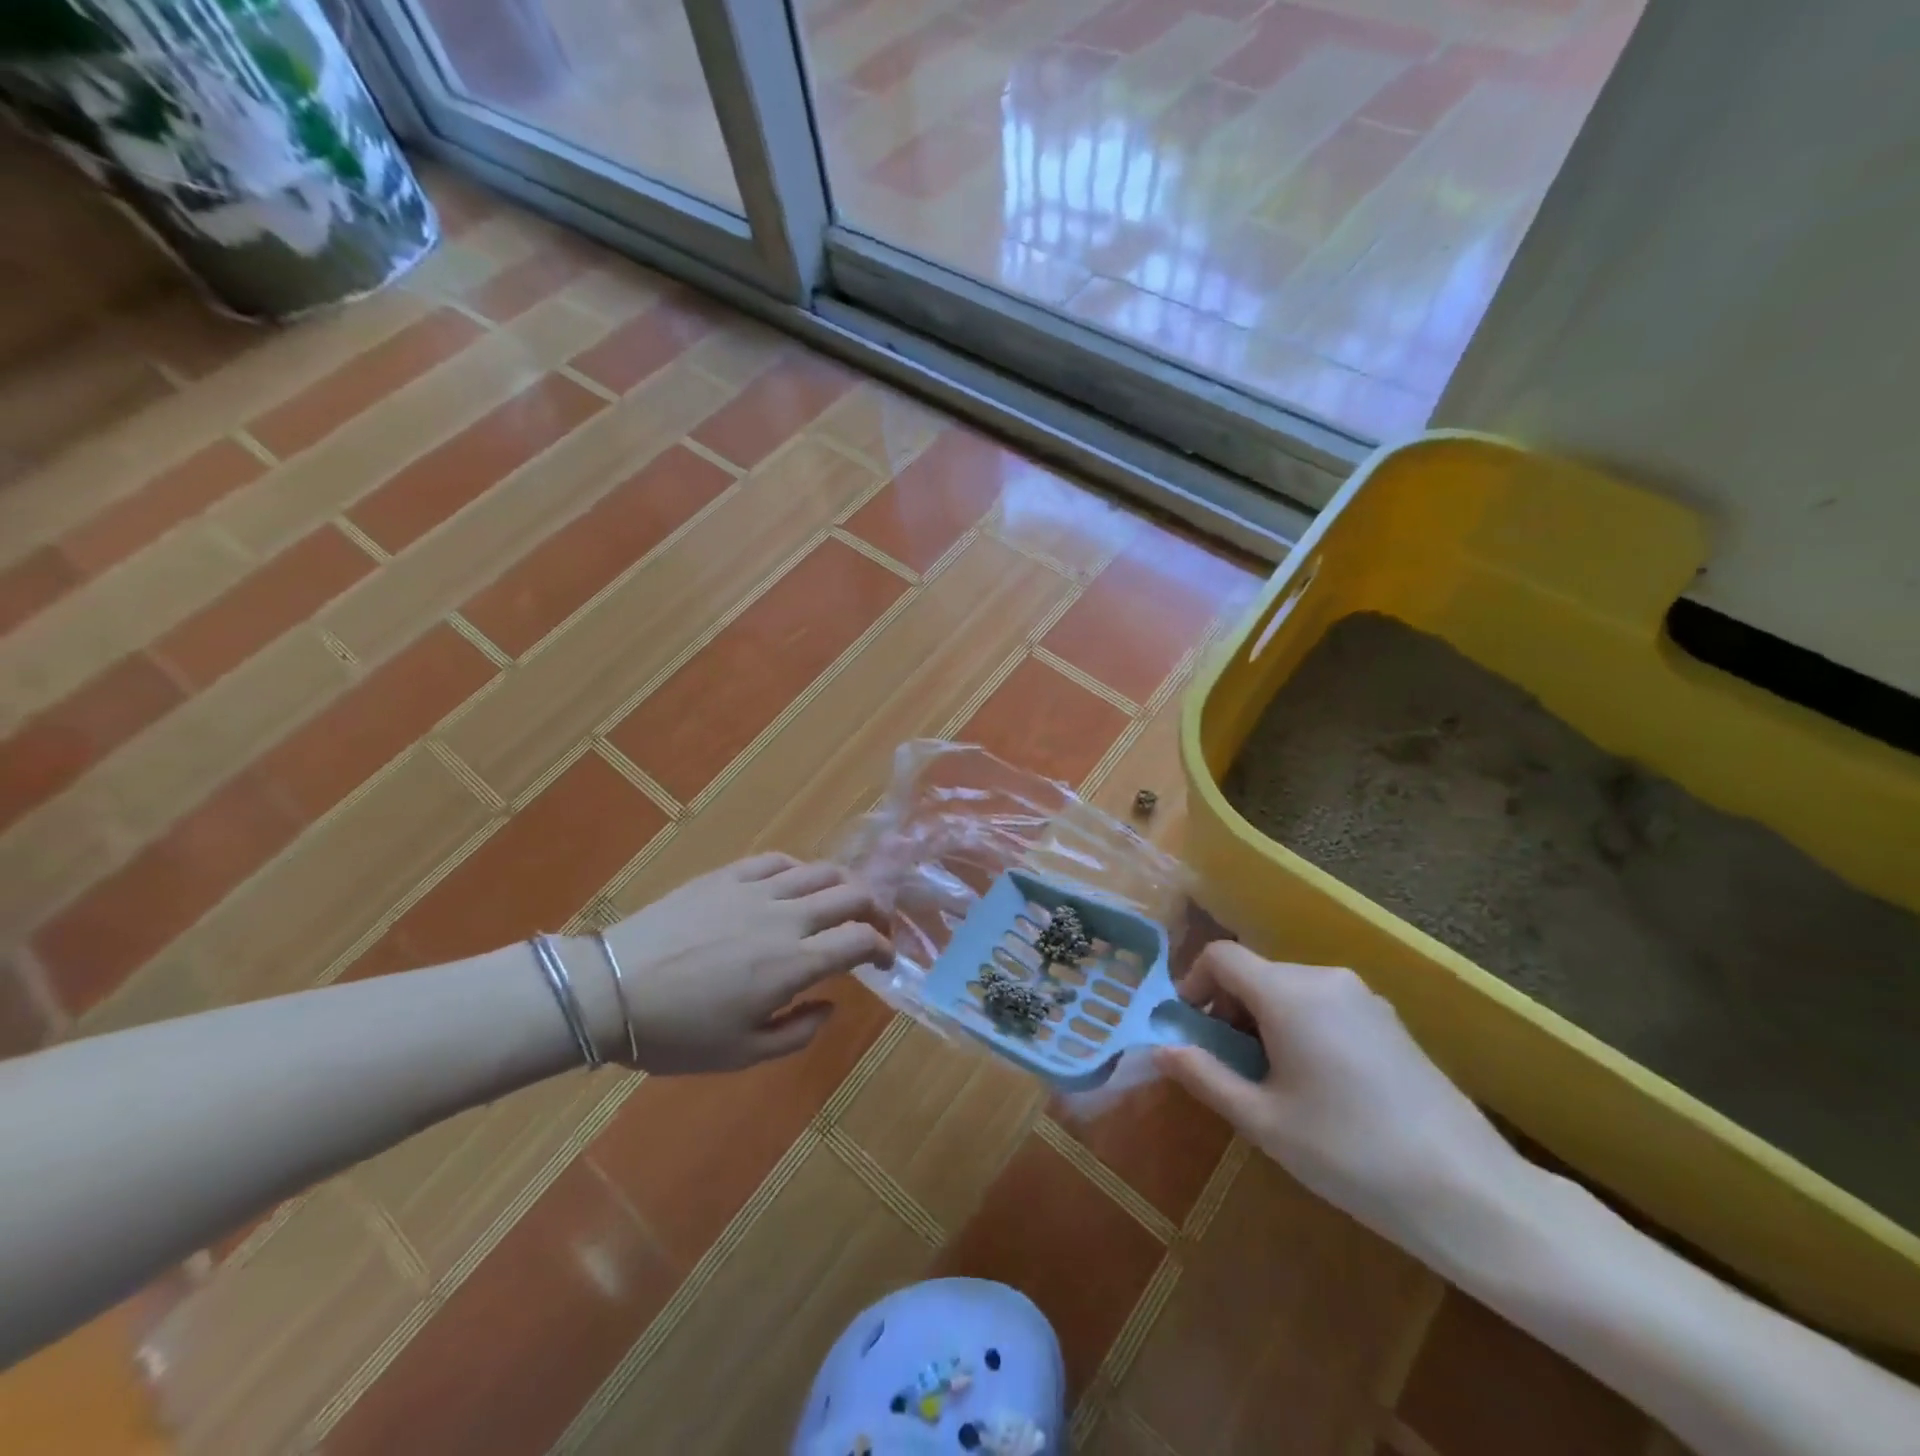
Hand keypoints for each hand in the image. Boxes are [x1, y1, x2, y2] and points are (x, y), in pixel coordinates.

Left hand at [598, 854, 892, 1074]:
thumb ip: (797, 1032)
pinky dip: (799, 869)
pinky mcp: (727, 876)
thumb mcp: (742, 1054)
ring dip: (844, 885)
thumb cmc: (677, 1033)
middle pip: (850, 895)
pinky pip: (776, 861)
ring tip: (844, 900)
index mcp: (793, 964)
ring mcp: (755, 890)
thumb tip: (830, 1005)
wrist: (611, 991)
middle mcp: (785, 918)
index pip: (859, 940)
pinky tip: (796, 882)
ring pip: (819, 871)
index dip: (882, 947)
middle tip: (875, 925)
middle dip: (875, 909)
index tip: (885, 959)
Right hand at [1154, 944, 1530, 1255]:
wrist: (1469, 1192)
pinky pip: (1324, 1005)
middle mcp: (1324, 978)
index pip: (1221, 957)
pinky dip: (1299, 1026)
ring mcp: (1364, 997)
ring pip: (1289, 990)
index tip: (1187, 1028)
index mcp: (1288, 993)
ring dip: (1262, 1020)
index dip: (1192, 983)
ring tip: (1269, 1080)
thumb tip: (1161, 1049)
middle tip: (1225, 1064)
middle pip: (1255, 973)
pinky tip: (1316, 1083)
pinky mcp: (1390, 1021)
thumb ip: (1205, 1076)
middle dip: (1227, 1008)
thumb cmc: (1349, 1153)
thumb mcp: (1264, 1121)